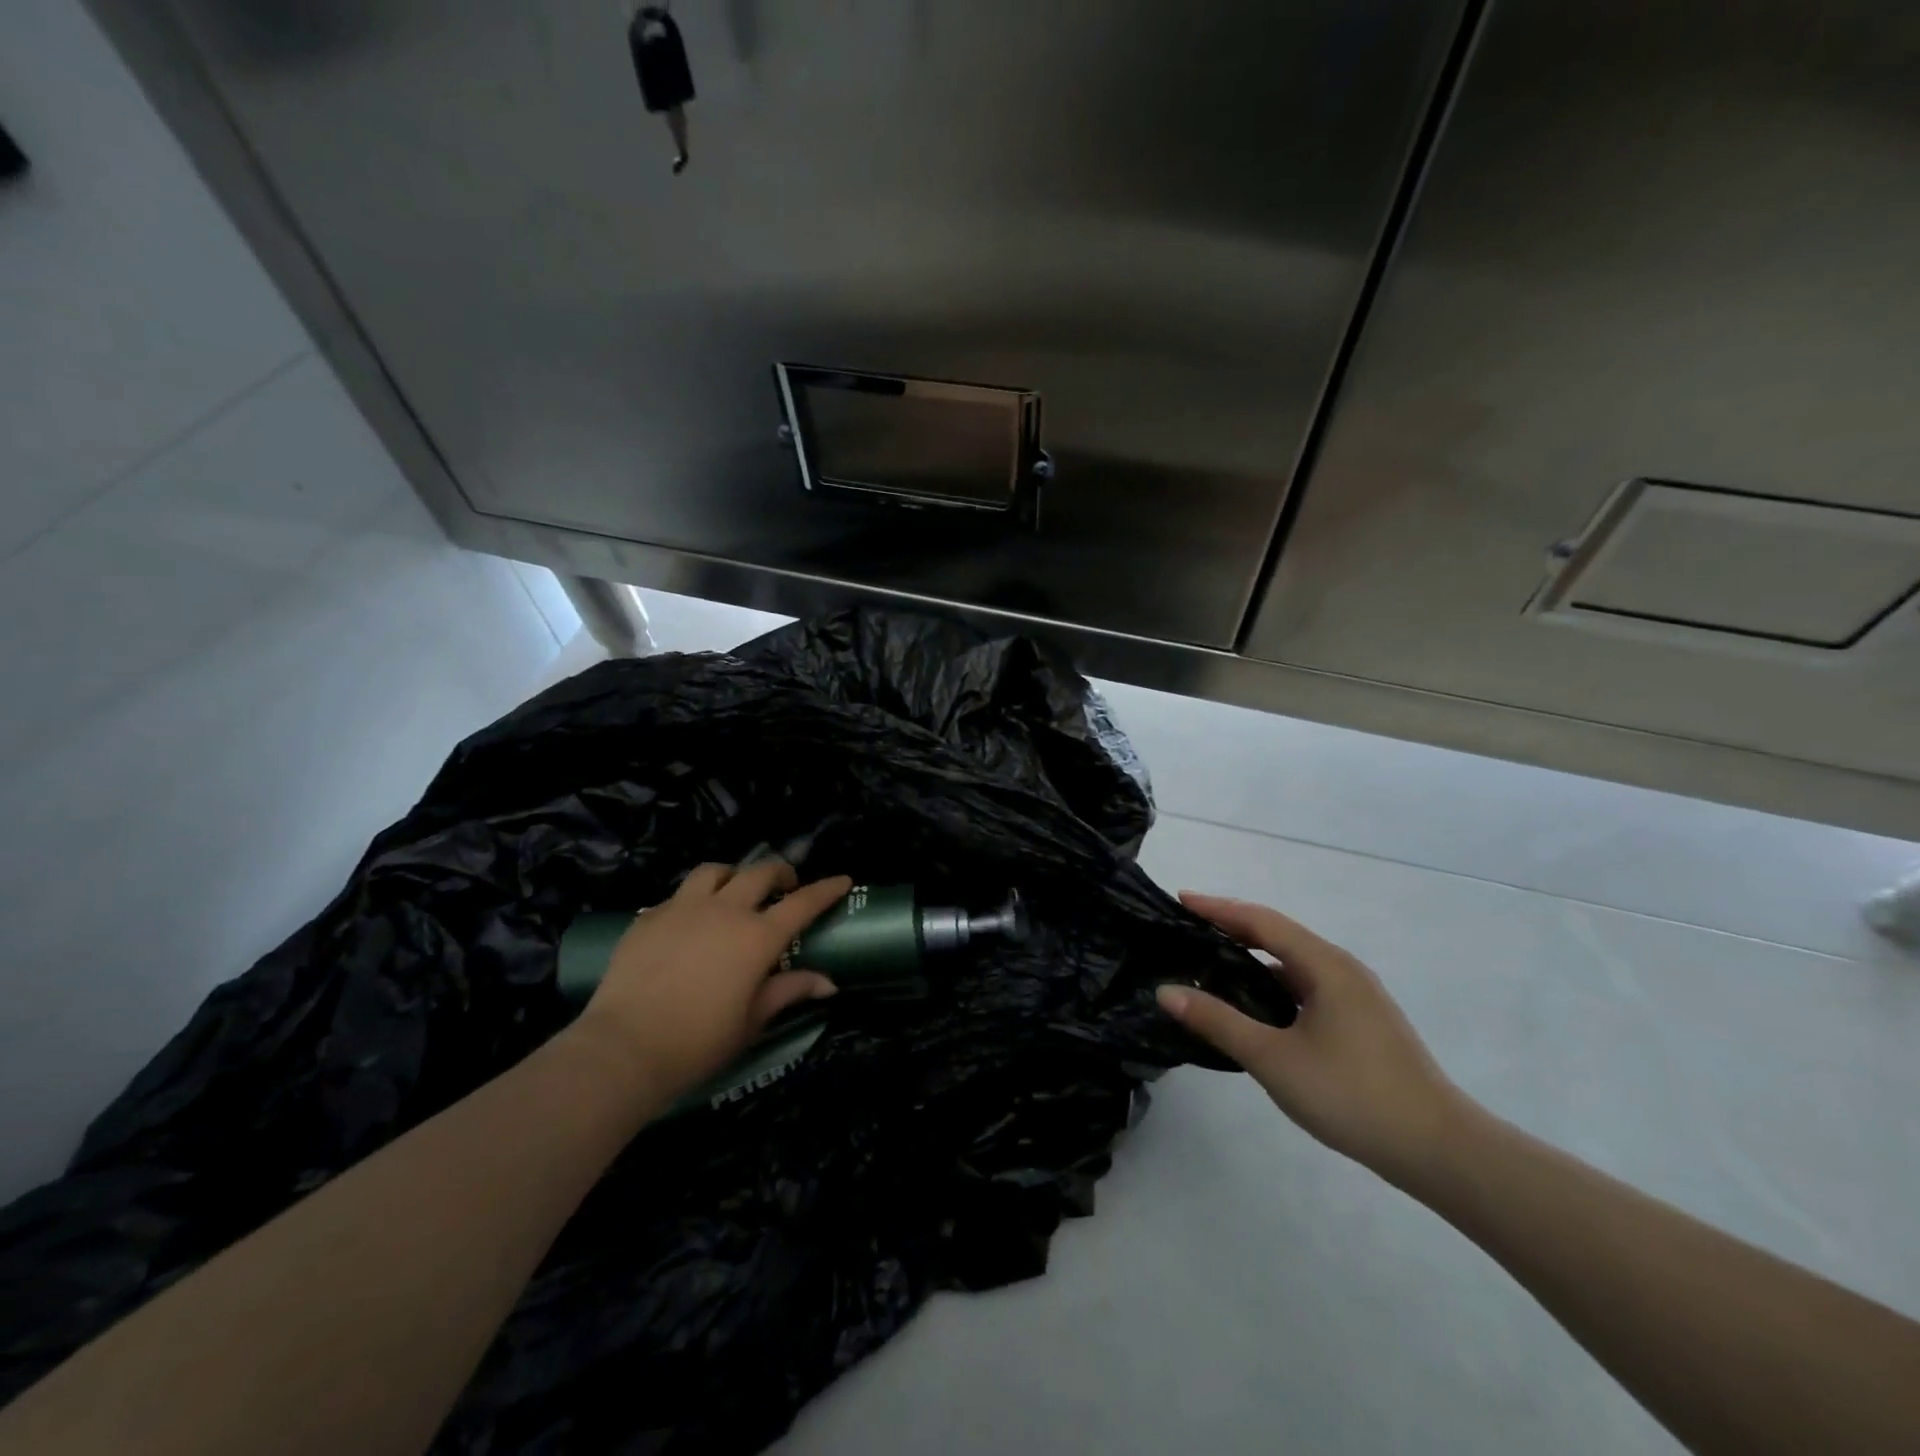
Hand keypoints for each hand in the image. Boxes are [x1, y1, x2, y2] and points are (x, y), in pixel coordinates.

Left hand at [573, 861, 851, 1104]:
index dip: (826, 889)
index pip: (803, 903)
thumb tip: (828, 983)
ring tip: (734, 892)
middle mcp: (725, 910)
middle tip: (786, 886)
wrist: (623, 1048)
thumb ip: (789, 991)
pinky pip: (678, 895)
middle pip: (760, 873)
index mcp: (757, 937)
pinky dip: (694, 900)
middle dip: (780, 873)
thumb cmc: (698, 1042)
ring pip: (715, 871)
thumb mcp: (751, 1021)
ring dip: (734, 875)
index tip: (843, 879)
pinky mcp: (649, 917)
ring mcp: (683, 908)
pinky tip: (690, 922)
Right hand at [1157, 892, 1472, 1184]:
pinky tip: (1253, 1007)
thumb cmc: (1352, 1095)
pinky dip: (1272, 984)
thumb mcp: (1274, 1058)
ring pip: (1293, 964)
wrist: (1440, 1151)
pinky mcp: (1361, 1022)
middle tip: (1188, 930)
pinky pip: (1305, 987)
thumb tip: (1166, 991)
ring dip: (1252, 958)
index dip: (1218, 908)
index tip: (1180, 900)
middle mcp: (1342, 969)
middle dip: (1232, 928)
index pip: (1261, 920)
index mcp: (1325, 965)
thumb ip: (1218, 1021)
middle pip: (1278, 935)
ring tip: (1211, 966)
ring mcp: (1356, 996)